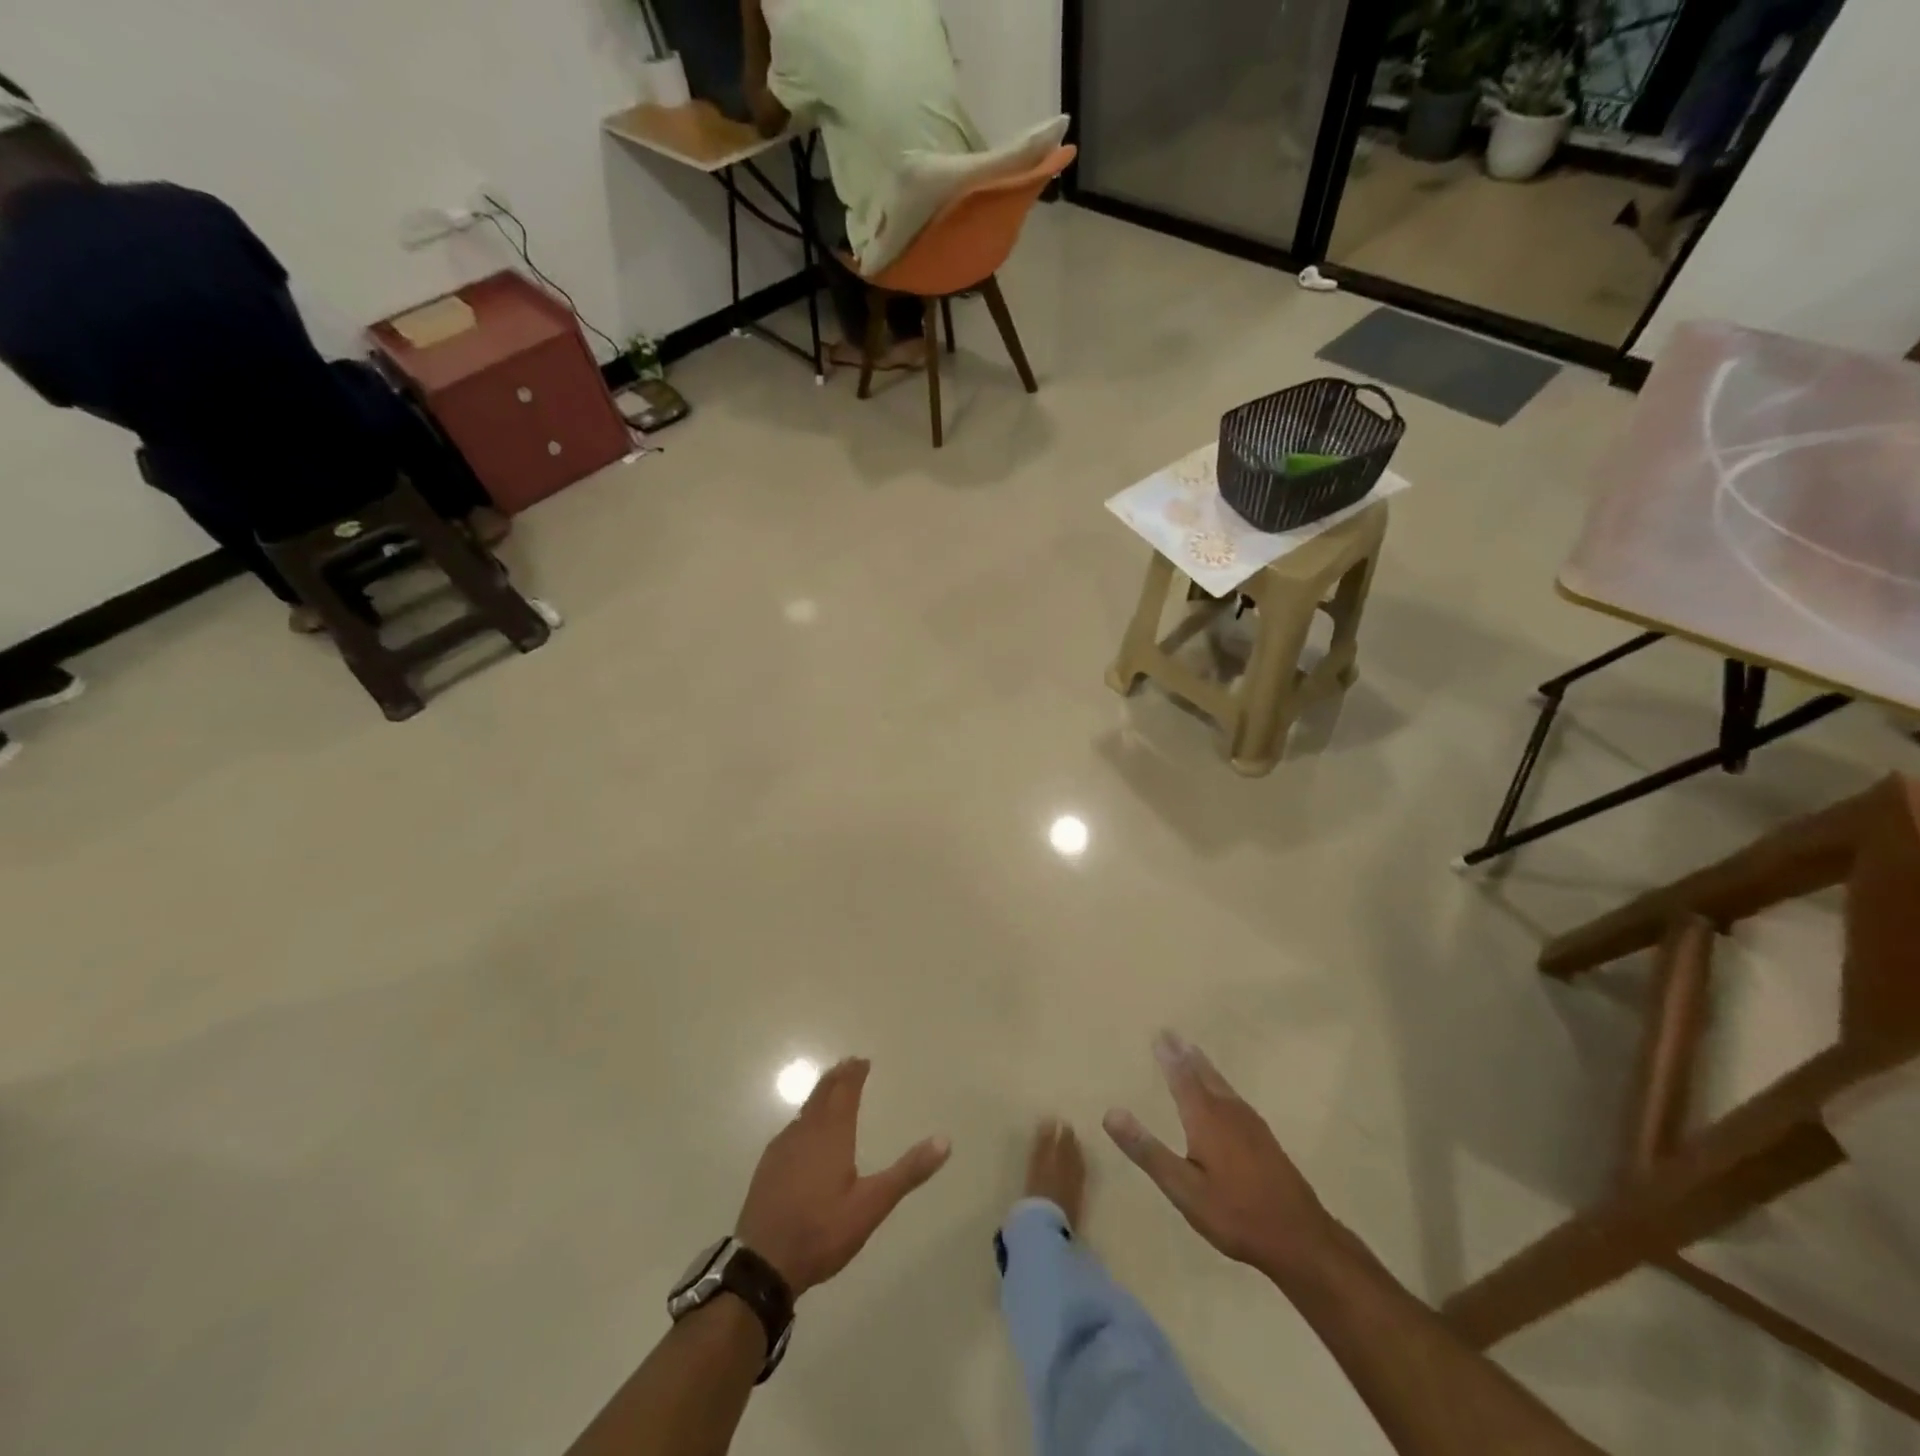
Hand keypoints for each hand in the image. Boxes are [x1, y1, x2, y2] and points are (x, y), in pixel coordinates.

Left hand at [735, 1058, 950, 1296]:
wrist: (763, 1263)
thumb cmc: (822, 1230)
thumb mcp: (872, 1204)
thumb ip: (908, 1172)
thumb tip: (944, 1140)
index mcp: (832, 1134)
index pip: (845, 1091)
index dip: (854, 1074)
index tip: (862, 1060)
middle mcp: (805, 1132)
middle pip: (822, 1094)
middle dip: (837, 1077)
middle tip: (848, 1064)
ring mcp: (782, 1148)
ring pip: (805, 1110)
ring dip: (820, 1095)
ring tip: (830, 1090)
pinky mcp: (768, 1167)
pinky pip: (791, 1129)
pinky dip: (804, 1118)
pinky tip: (804, 1132)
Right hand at [1104, 1031, 1338, 1281]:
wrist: (1302, 1240)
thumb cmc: (1235, 1214)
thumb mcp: (1183, 1189)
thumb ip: (1147, 1151)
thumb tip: (1111, 1112)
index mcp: (1206, 1119)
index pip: (1182, 1077)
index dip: (1169, 1056)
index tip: (1158, 1033)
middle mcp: (1228, 1112)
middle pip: (1204, 1074)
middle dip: (1186, 1054)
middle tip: (1172, 1033)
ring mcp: (1251, 1125)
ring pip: (1222, 1085)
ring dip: (1204, 1066)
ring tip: (1193, 1052)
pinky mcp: (1265, 1140)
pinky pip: (1235, 1097)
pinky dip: (1220, 1084)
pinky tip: (1224, 1095)